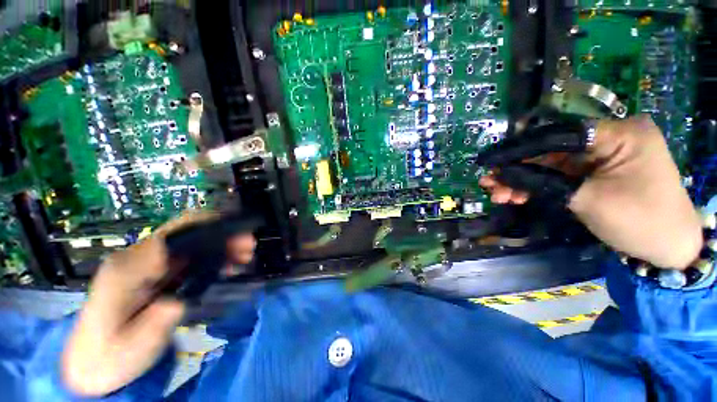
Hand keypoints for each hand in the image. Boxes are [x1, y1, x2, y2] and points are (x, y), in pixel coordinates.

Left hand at [61, 212, 256, 396]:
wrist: (93, 361)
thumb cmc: (111, 357)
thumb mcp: (133, 348)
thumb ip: (157, 322)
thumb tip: (181, 300)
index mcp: (127, 269)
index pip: (172, 235)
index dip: (210, 229)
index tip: (240, 238)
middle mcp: (138, 257)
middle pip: (185, 230)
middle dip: (222, 232)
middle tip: (249, 246)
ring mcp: (148, 262)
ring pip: (192, 239)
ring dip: (222, 242)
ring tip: (245, 255)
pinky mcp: (158, 270)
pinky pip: (191, 254)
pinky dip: (215, 254)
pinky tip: (230, 264)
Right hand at [480, 116, 702, 268]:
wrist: (666, 247)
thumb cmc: (639, 220)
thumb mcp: (587, 199)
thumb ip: (543, 182)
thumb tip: (502, 174)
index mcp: (619, 134)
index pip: (558, 136)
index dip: (519, 150)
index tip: (490, 162)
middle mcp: (608, 138)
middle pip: (550, 151)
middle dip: (516, 170)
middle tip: (488, 183)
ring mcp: (600, 155)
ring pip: (549, 165)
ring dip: (522, 181)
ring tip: (497, 195)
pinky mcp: (594, 172)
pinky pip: (558, 176)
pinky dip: (536, 187)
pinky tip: (515, 197)